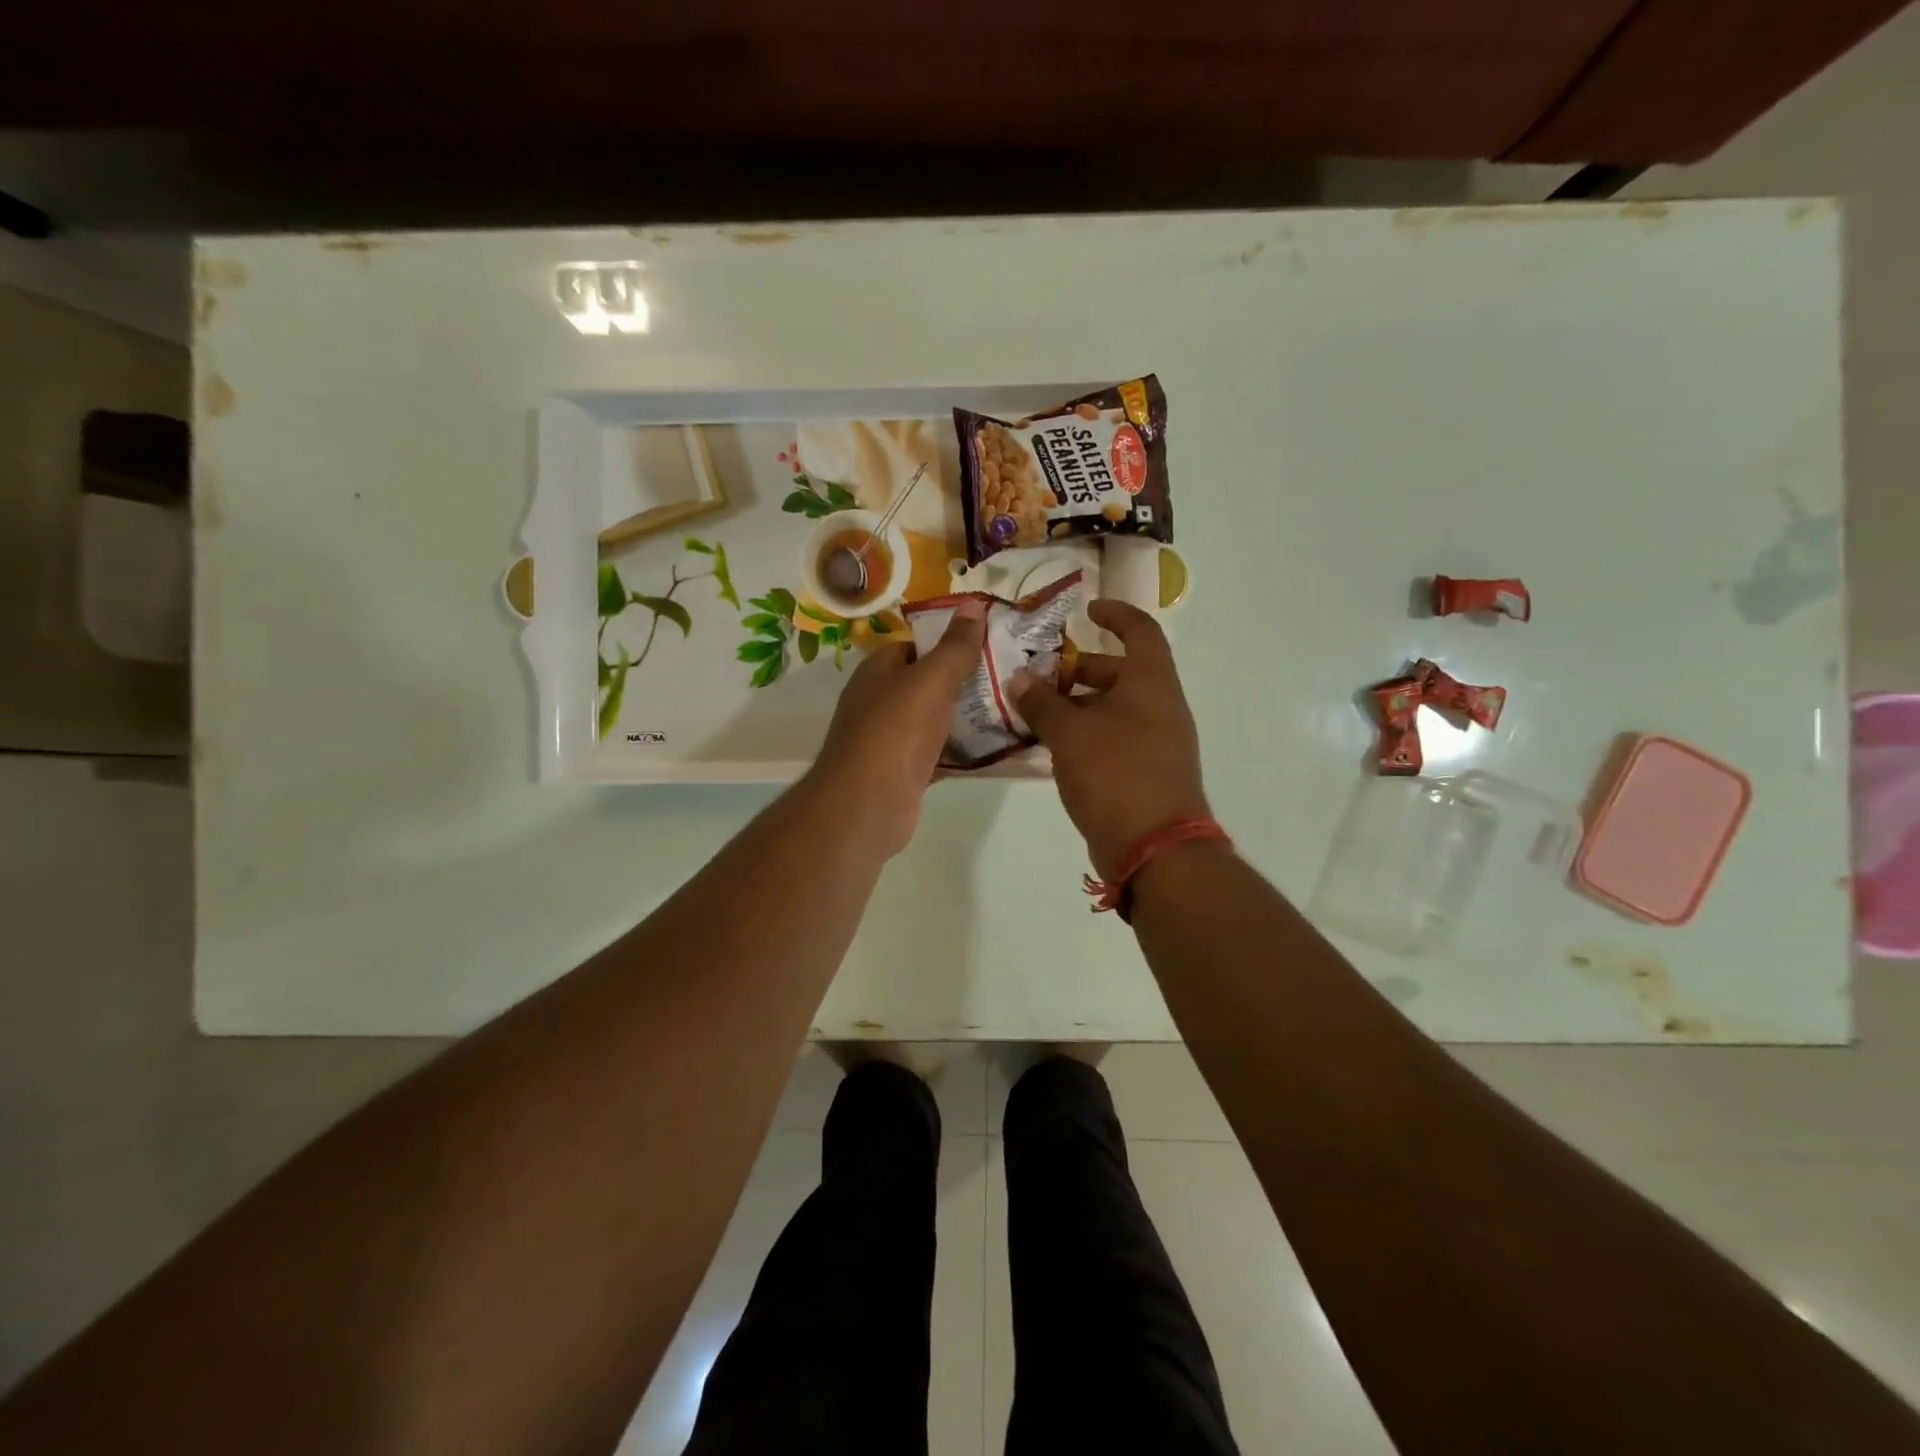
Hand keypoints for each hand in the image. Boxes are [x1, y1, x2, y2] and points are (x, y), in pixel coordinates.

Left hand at [805, 601, 987, 856]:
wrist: (867, 805)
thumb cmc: (896, 732)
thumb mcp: (931, 680)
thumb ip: (954, 647)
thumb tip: (970, 604)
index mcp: (880, 670)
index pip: (917, 644)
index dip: (951, 641)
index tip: (992, 642)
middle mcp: (881, 701)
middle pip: (929, 683)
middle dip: (967, 681)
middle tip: (1012, 677)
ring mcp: (892, 739)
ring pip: (937, 720)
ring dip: (969, 717)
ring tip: (1015, 709)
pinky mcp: (906, 771)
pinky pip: (941, 753)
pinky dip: (965, 751)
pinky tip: (999, 749)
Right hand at [1014, 600, 1210, 879]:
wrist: (1155, 847)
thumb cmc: (1115, 774)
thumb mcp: (1069, 733)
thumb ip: (1042, 702)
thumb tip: (1019, 678)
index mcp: (1151, 683)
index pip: (1140, 631)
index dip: (1116, 613)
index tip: (1087, 610)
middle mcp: (1161, 706)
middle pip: (1122, 672)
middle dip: (1081, 670)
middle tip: (1042, 676)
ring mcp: (1158, 742)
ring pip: (1115, 709)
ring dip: (1079, 706)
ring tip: (1037, 714)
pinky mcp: (1147, 772)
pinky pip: (1115, 739)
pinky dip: (1087, 734)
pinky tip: (1054, 748)